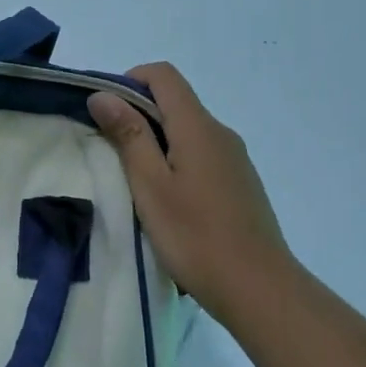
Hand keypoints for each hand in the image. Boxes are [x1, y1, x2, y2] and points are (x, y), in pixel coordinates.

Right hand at [89, 63, 296, 326]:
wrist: (261, 291)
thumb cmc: (196, 237)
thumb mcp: (150, 185)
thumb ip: (128, 135)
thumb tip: (104, 94)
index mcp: (198, 126)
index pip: (164, 75)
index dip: (130, 81)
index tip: (106, 112)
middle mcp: (221, 133)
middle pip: (175, 101)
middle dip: (138, 113)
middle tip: (111, 151)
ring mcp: (235, 159)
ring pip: (188, 130)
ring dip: (157, 140)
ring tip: (136, 180)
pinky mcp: (241, 183)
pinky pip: (202, 154)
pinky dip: (177, 160)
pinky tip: (169, 201)